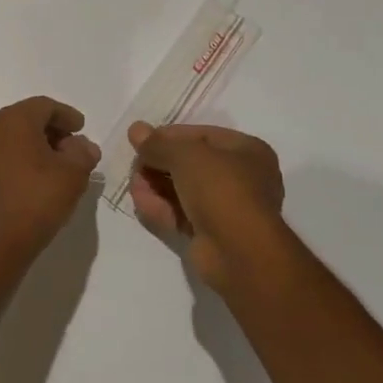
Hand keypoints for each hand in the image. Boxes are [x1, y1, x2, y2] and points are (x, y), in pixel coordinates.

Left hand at [0, 96, 102, 257]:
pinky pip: (0, 155)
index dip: (66, 115)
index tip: (81, 129)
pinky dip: (19, 159)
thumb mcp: (74, 174)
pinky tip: (34, 179)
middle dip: (51, 129)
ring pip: (11, 137)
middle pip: (26, 118)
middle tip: (71, 147)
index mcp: (14, 120)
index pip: (44, 106)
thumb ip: (83, 152)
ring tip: (55, 165)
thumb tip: (81, 146)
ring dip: (34, 145)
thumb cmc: (37, 200)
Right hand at [128, 123, 285, 289]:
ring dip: (156, 186)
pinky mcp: (212, 235)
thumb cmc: (220, 189)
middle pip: (190, 164)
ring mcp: (226, 209)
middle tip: (135, 167)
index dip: (168, 136)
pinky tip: (141, 203)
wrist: (240, 253)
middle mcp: (241, 178)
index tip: (141, 141)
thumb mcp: (185, 156)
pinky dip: (161, 208)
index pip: (201, 135)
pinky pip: (182, 214)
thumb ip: (157, 144)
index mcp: (247, 151)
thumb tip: (136, 129)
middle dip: (159, 164)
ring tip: (135, 186)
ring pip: (183, 191)